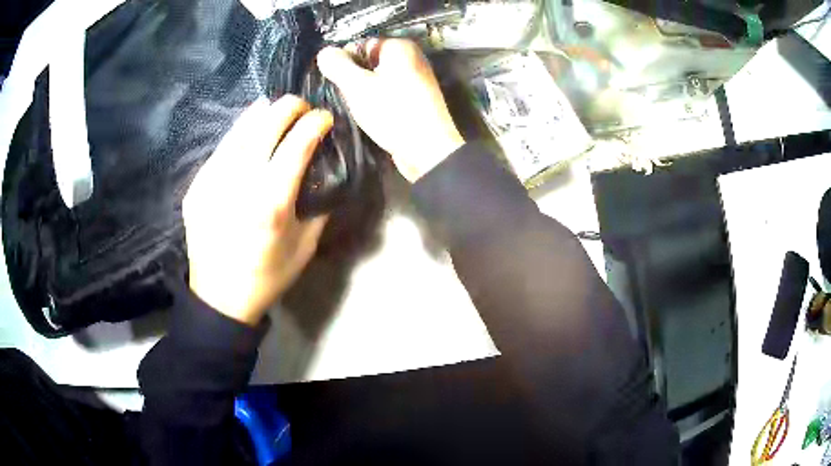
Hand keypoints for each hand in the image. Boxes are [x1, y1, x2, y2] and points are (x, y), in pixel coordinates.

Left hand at [183, 96, 330, 325]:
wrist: (219, 297)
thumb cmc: (267, 276)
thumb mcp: (305, 247)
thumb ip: (318, 206)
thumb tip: (323, 173)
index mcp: (272, 202)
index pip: (298, 143)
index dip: (316, 122)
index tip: (325, 117)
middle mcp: (241, 183)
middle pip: (267, 124)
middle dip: (290, 107)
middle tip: (302, 106)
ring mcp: (213, 181)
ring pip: (240, 129)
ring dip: (262, 113)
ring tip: (274, 108)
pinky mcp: (197, 185)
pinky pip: (221, 148)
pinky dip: (238, 133)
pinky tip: (247, 131)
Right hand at [317, 38, 463, 181]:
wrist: (427, 150)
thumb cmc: (393, 113)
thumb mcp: (357, 86)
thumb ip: (338, 66)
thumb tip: (324, 52)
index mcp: (400, 47)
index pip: (361, 44)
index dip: (345, 62)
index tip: (338, 82)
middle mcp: (411, 57)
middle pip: (369, 62)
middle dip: (354, 78)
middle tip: (349, 97)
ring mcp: (415, 79)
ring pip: (377, 80)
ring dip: (364, 92)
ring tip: (361, 108)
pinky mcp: (415, 99)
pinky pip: (388, 93)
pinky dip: (378, 101)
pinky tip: (373, 115)